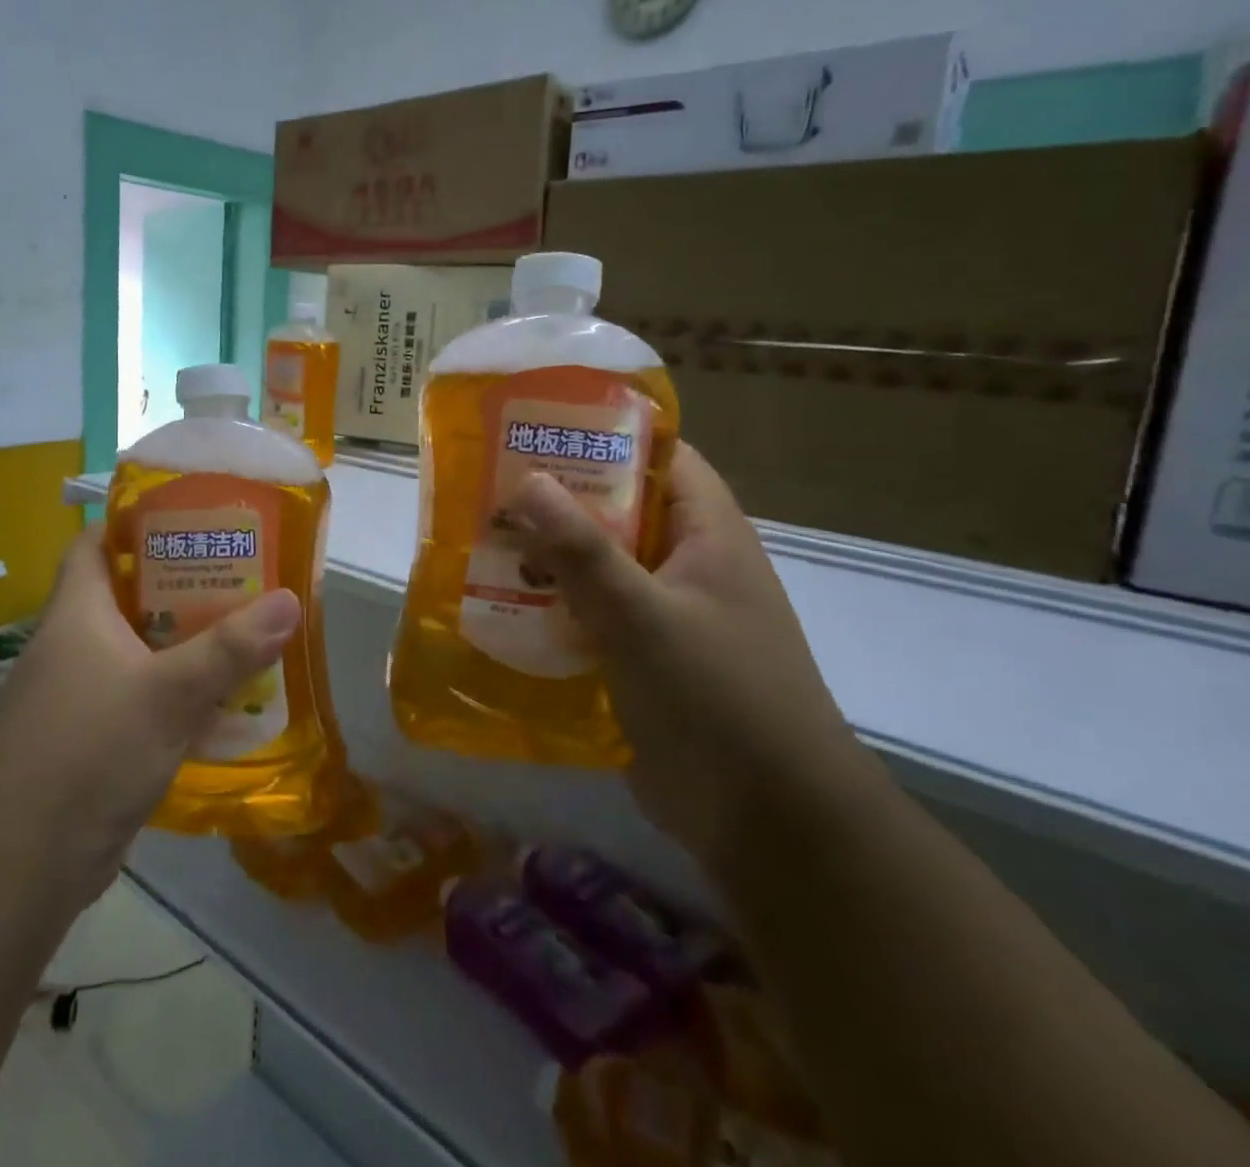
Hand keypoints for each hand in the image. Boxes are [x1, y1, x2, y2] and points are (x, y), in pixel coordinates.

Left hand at [0, 528, 300, 911]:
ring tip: (245, 629)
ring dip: (186, 642)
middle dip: (182, 584)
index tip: (191, 518)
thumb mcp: (167, 692)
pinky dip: (179, 694)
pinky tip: (225, 702)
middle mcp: (74, 645)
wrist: (21, 864)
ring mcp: (82, 694)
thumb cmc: (87, 751)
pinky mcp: (95, 739)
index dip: (136, 523)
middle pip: (130, 595)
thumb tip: (290, 601)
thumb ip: (229, 649)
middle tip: (240, 573)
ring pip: (141, 650)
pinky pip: (144, 698)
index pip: (96, 543)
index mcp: (77, 612)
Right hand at [506, 445, 872, 868]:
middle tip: (489, 485)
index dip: (604, 434)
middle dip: (559, 499)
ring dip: (548, 556)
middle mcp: (689, 565)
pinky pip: (593, 614)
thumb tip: (526, 479)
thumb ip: (582, 549)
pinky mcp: (644, 658)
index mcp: (709, 535)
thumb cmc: (717, 698)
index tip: (537, 426)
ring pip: (600, 565)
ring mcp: (667, 614)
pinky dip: (554, 605)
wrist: (767, 823)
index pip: (661, 457)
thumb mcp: (643, 615)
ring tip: (482, 540)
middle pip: (619, 510)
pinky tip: (502, 605)